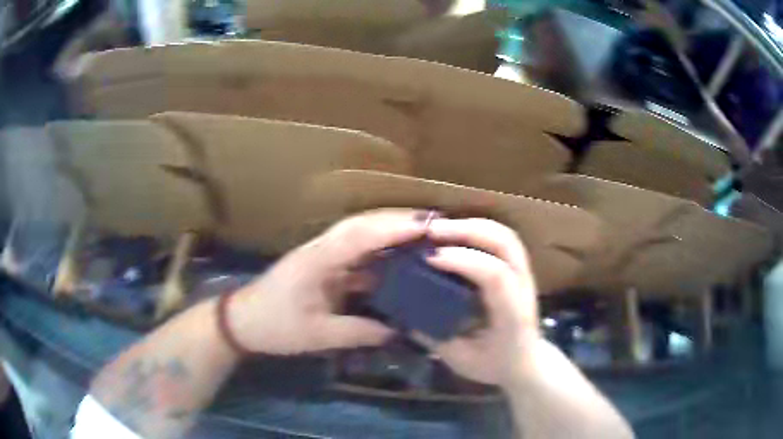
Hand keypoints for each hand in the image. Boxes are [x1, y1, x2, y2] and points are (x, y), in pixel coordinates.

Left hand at [226, 209, 427, 354]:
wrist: (242, 321)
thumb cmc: (274, 327)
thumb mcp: (317, 336)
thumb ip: (359, 332)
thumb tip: (397, 331)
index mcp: (317, 261)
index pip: (359, 236)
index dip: (393, 228)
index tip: (426, 226)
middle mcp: (321, 250)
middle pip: (361, 225)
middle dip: (396, 220)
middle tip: (432, 223)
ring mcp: (321, 256)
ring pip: (359, 235)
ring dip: (388, 232)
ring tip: (422, 235)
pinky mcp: (323, 266)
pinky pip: (355, 254)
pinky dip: (378, 252)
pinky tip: (396, 260)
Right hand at [425, 218, 540, 385]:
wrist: (528, 363)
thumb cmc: (496, 365)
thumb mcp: (461, 360)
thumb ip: (435, 337)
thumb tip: (405, 314)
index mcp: (512, 314)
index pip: (495, 276)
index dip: (463, 261)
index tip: (430, 258)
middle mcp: (523, 288)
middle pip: (505, 242)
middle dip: (466, 230)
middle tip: (431, 231)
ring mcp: (524, 275)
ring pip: (505, 235)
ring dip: (471, 225)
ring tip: (439, 229)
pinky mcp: (518, 269)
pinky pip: (502, 239)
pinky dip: (477, 230)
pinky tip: (455, 234)